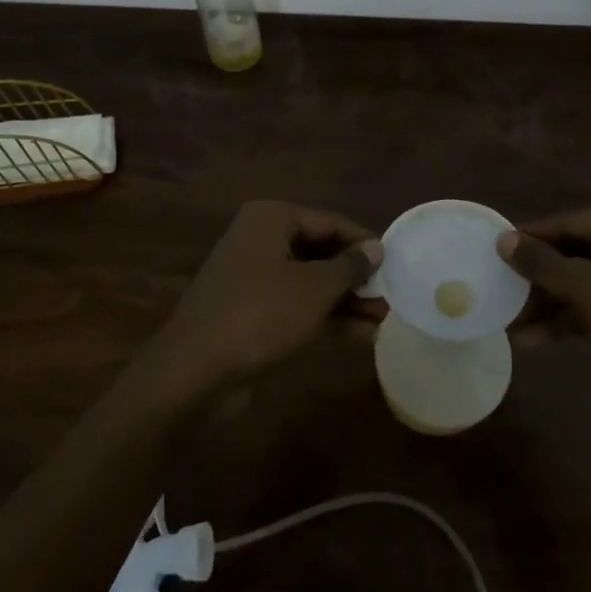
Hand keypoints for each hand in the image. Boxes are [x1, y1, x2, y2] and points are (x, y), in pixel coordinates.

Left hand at [157, 201, 381, 392]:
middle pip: (320, 252)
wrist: (195, 372)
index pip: (329, 222)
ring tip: (382, 320)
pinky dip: (325, 318)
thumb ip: (349, 266)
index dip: (363, 242)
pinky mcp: (251, 314)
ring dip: (345, 301)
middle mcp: (260, 241)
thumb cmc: (261, 314)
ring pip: (309, 283)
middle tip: (390, 298)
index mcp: (271, 219)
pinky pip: (296, 307)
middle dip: (355, 277)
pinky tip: (359, 337)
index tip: (395, 263)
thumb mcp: (315, 288)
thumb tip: (376, 247)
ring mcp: (253, 279)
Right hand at [498, 196, 590, 464]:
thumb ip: (542, 263)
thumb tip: (502, 238)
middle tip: (498, 292)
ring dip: (550, 304)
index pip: (570, 223)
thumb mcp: (588, 291)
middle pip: (578, 253)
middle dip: (538, 280)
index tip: (491, 251)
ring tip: (508, 324)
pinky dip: (573, 320)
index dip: (529, 240)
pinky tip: (535, 340)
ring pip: (588, 283)